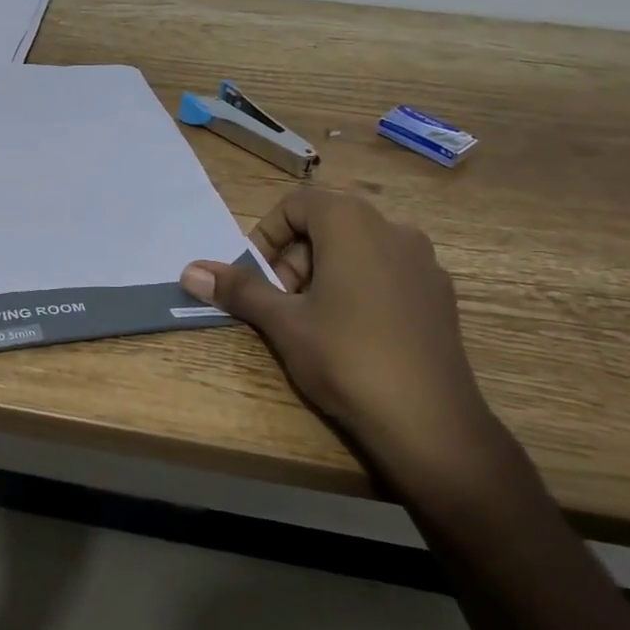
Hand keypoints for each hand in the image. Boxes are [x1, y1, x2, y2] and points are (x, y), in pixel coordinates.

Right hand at [180, 188, 501, 489]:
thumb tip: (189, 270)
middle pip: (328, 224)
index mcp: (353, 222)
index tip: (258, 278)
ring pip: (358, 249)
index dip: (267, 235)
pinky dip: (359, 288)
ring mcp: (424, 263)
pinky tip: (354, 335)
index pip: (297, 203)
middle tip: (282, 305)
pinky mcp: (440, 295)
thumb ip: (238, 289)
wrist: (431, 425)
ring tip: (314, 322)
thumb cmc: (346, 358)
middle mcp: (393, 229)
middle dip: (295, 258)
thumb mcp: (283, 322)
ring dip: (325, 273)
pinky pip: (387, 273)